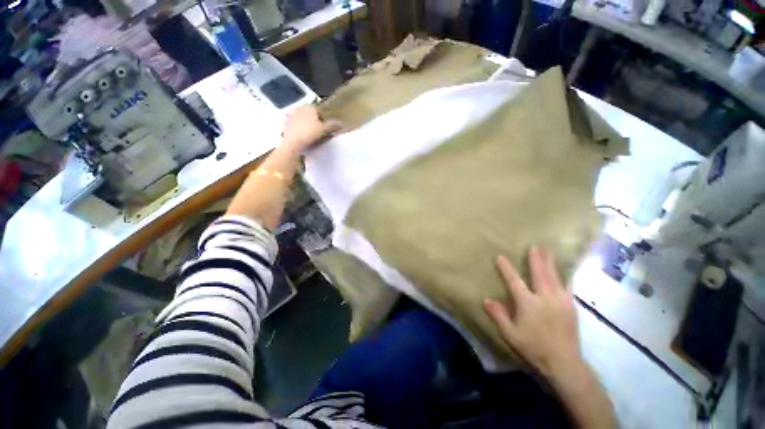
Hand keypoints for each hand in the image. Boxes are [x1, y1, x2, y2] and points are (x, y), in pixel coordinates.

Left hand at [281, 106, 341, 151]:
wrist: (293, 142)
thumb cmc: (310, 133)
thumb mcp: (324, 130)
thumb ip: (332, 125)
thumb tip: (341, 123)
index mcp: (309, 108)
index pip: (318, 109)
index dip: (322, 116)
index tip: (325, 124)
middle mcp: (300, 108)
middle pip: (309, 113)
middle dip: (313, 119)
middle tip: (318, 129)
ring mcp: (291, 115)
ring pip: (301, 118)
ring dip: (305, 123)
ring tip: (310, 133)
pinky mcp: (285, 123)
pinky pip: (295, 124)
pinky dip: (298, 128)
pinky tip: (301, 135)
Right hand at [483, 247, 580, 376]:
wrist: (564, 363)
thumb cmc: (534, 348)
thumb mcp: (510, 334)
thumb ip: (498, 315)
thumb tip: (486, 299)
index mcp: (528, 303)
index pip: (514, 281)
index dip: (506, 268)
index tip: (501, 256)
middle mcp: (545, 298)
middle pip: (539, 273)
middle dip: (536, 259)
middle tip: (535, 246)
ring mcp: (561, 301)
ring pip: (555, 277)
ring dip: (551, 263)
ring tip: (549, 251)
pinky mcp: (571, 307)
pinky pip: (567, 286)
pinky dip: (564, 276)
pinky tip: (564, 273)